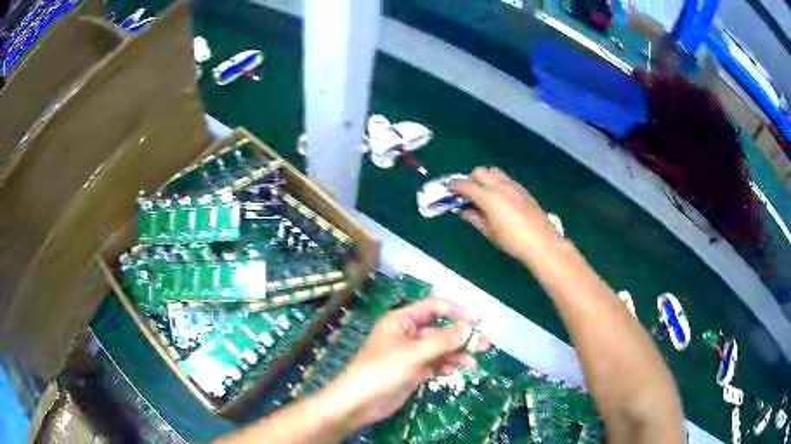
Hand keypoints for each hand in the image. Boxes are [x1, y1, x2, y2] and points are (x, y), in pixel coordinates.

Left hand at [324, 298, 489, 429]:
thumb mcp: (412, 354)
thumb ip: (441, 341)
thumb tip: (468, 328)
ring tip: (472, 365)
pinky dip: (445, 366)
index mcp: (402, 320)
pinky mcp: (413, 371)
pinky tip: (451, 372)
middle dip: (461, 337)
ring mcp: (410, 354)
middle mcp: (407, 334)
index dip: (456, 311)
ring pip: (440, 349)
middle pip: (440, 330)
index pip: (433, 307)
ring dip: (456, 355)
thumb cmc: (381, 371)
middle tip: (484, 345)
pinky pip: (434, 364)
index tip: (478, 321)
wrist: (359, 403)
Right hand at [450, 166, 561, 260]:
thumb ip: (475, 218)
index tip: (449, 190)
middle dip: (471, 179)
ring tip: (484, 194)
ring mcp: (513, 185)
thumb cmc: (512, 241)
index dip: (455, 186)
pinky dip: (497, 182)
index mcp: (489, 197)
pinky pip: (505, 178)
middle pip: (480, 171)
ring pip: (494, 171)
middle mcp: (500, 186)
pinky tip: (499, 198)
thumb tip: (464, 211)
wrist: (542, 243)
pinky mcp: (523, 189)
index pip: (466, 185)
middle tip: (468, 194)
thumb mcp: (490, 232)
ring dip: (485, 178)